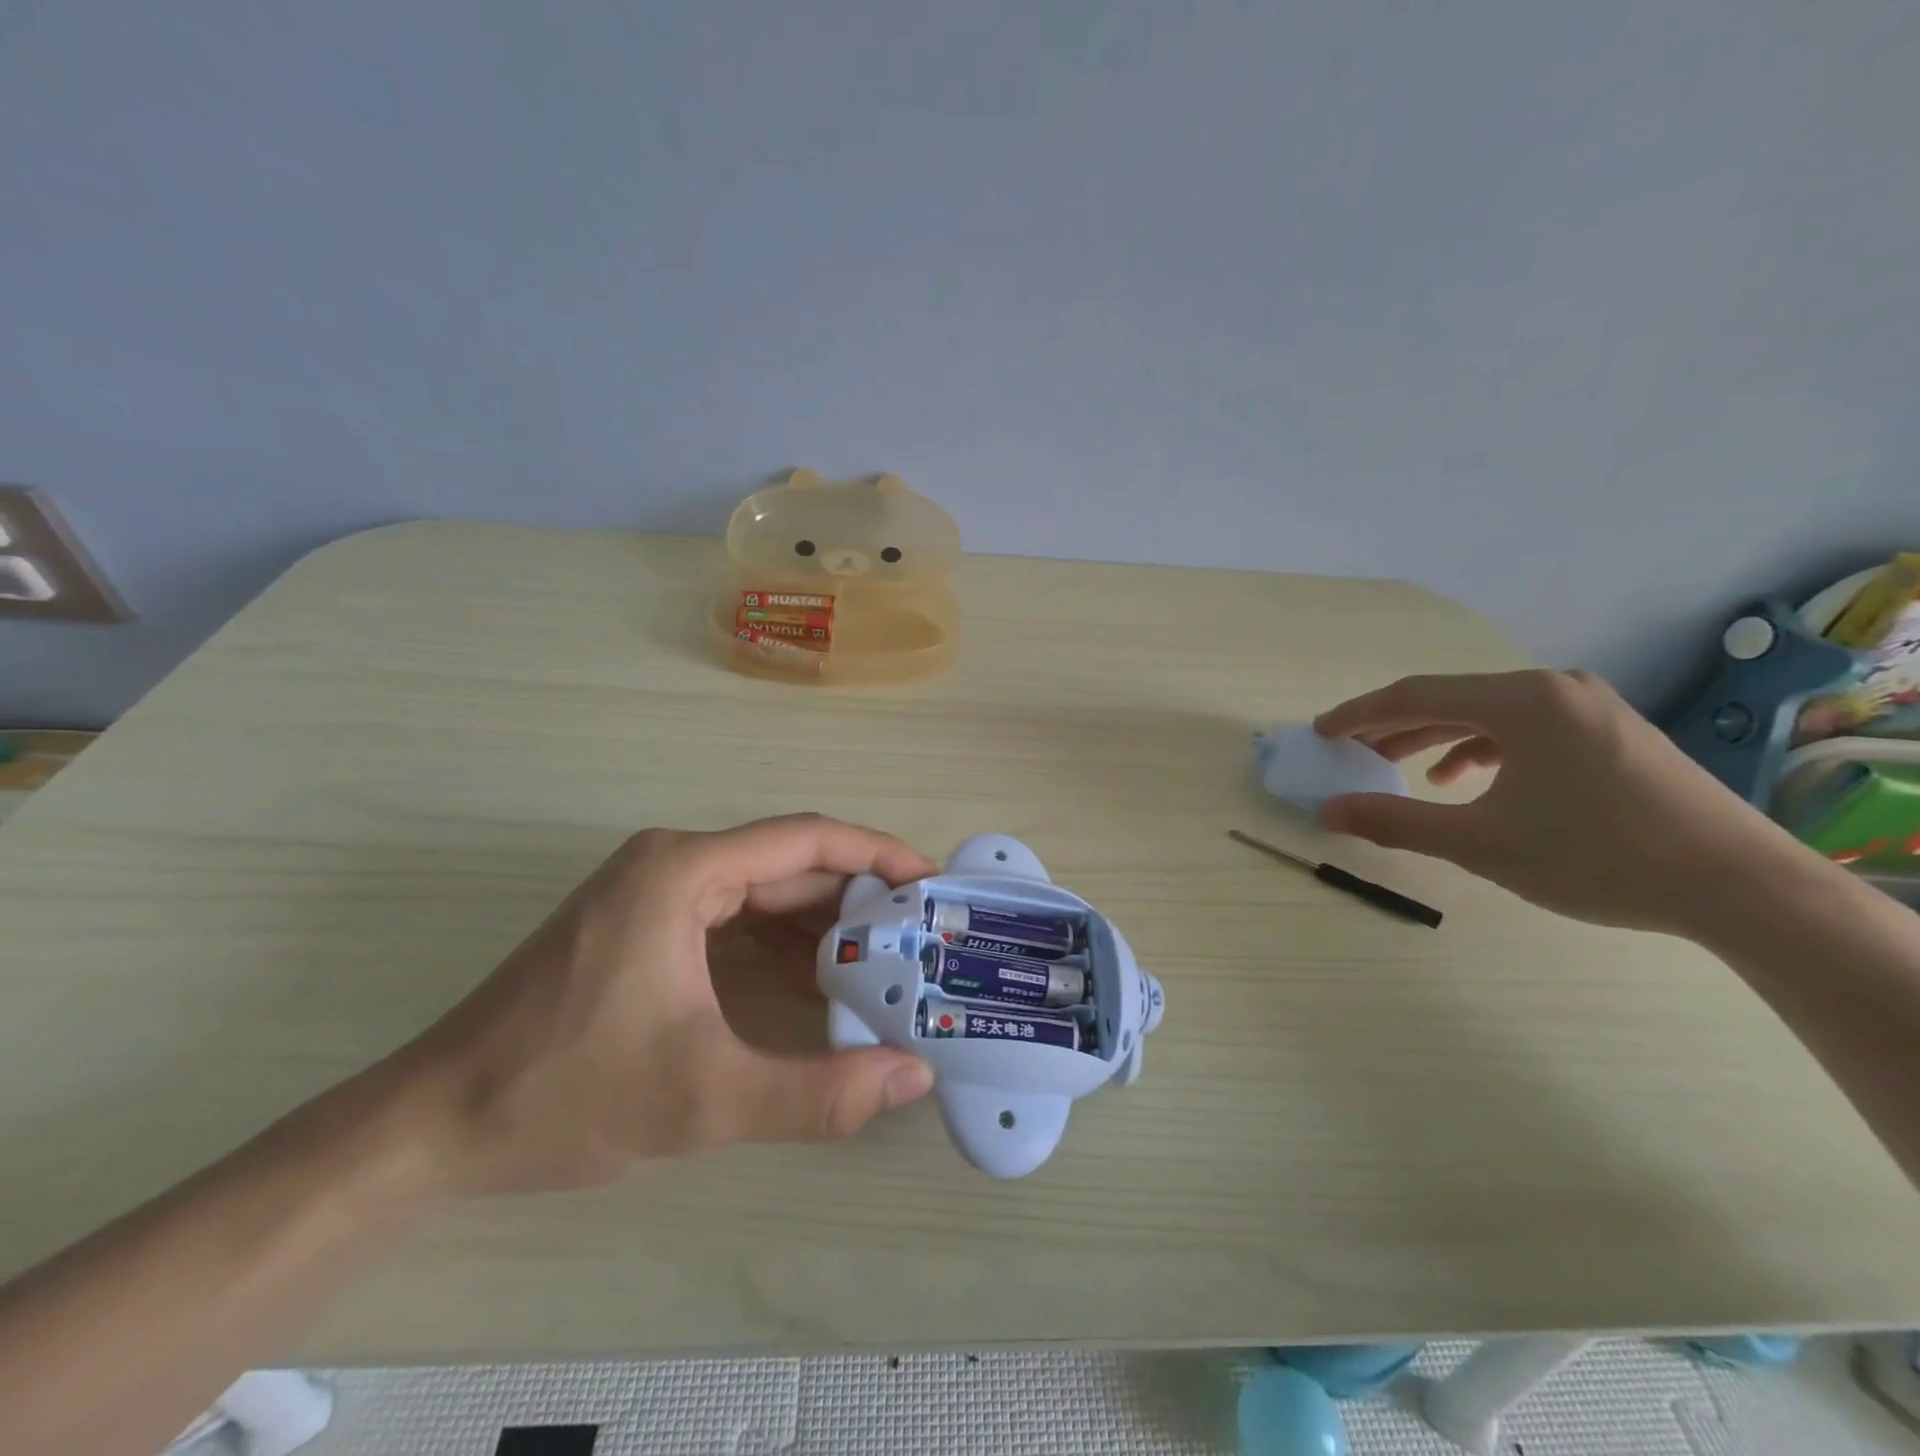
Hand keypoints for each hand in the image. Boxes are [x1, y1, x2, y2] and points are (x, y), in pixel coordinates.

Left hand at [389, 815, 938, 1194]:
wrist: (431, 1126)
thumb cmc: (564, 1095)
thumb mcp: (704, 1099)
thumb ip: (818, 1093)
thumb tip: (913, 1078)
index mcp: (684, 870)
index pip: (806, 840)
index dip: (876, 855)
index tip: (928, 882)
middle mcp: (671, 862)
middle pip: (787, 863)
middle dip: (855, 897)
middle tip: (917, 934)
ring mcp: (651, 890)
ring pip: (760, 890)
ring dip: (819, 921)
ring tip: (880, 960)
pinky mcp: (640, 923)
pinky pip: (731, 915)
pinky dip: (778, 941)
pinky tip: (813, 978)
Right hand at [1312, 669, 1804, 933]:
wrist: (1741, 887)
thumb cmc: (1597, 856)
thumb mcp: (1480, 842)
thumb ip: (1395, 822)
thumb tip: (1327, 813)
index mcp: (1521, 700)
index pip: (1415, 695)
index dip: (1359, 714)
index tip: (1320, 732)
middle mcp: (1554, 688)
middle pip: (1450, 700)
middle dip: (1393, 727)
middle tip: (1350, 752)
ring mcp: (1588, 707)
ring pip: (1486, 715)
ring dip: (1434, 739)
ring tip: (1397, 769)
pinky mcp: (1610, 732)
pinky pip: (1522, 729)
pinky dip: (1481, 749)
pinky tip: (1464, 780)